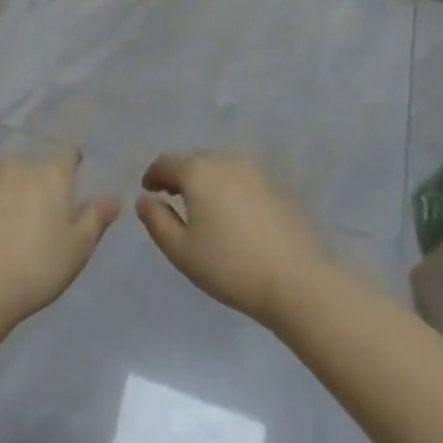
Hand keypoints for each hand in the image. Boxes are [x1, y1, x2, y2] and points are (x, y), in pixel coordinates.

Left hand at [0, 147, 119, 325]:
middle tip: (29, 220)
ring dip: (2, 192)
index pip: (67, 155)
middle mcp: (17, 163)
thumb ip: (95, 218)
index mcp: (51, 174)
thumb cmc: (36, 268)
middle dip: (32, 185)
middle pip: (30, 167)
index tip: (65, 190)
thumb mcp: (77, 249)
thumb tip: (113, 197)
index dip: (69, 168)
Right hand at [136, 153, 326, 326]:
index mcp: (197, 171)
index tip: (148, 191)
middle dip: (180, 175)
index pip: (166, 163)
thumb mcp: (180, 250)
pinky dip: (229, 189)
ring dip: (206, 180)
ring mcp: (254, 172)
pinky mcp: (276, 187)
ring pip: (220, 167)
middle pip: (194, 160)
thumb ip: (156, 220)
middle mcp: (225, 161)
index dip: (153, 175)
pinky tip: (233, 215)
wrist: (297, 281)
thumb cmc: (229, 266)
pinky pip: (242, 179)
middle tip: (172, 198)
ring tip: (203, 206)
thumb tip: (145, 199)